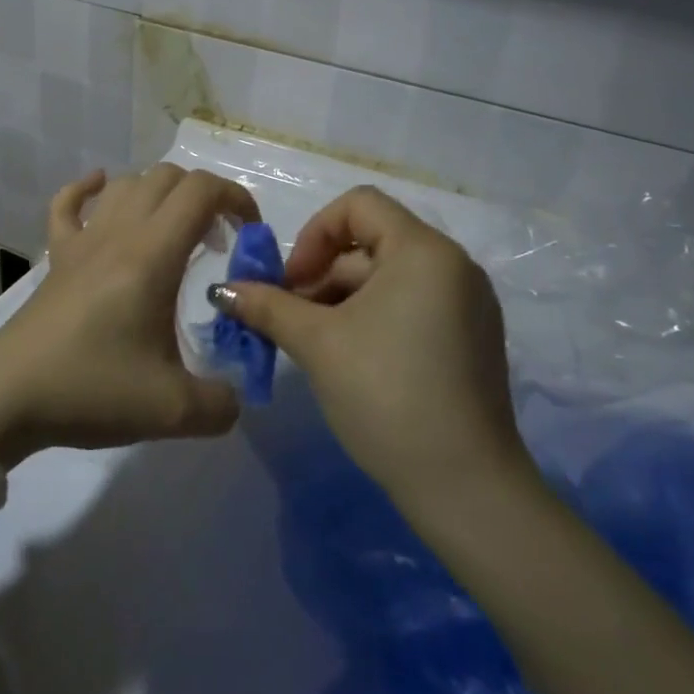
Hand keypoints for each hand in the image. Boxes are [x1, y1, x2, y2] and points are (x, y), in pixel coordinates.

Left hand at [0, 165, 258, 463]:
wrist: (10, 396)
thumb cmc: (92, 390)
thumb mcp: (173, 411)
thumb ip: (222, 403)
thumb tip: (235, 396)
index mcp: (153, 255)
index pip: (202, 191)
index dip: (236, 199)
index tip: (249, 235)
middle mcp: (120, 233)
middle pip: (169, 177)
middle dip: (204, 198)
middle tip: (217, 244)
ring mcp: (83, 240)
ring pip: (126, 183)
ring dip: (160, 194)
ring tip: (174, 232)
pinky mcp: (57, 255)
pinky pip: (68, 203)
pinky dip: (88, 188)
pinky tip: (100, 190)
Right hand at [223, 186, 529, 506]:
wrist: (466, 488)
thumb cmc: (386, 394)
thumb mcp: (317, 343)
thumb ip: (267, 306)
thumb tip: (223, 291)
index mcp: (424, 251)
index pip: (359, 205)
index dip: (315, 233)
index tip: (292, 280)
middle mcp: (453, 266)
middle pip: (371, 243)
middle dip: (321, 275)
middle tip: (289, 317)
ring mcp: (467, 304)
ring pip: (388, 278)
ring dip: (341, 299)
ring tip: (310, 342)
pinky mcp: (470, 338)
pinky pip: (411, 305)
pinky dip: (372, 316)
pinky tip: (347, 357)